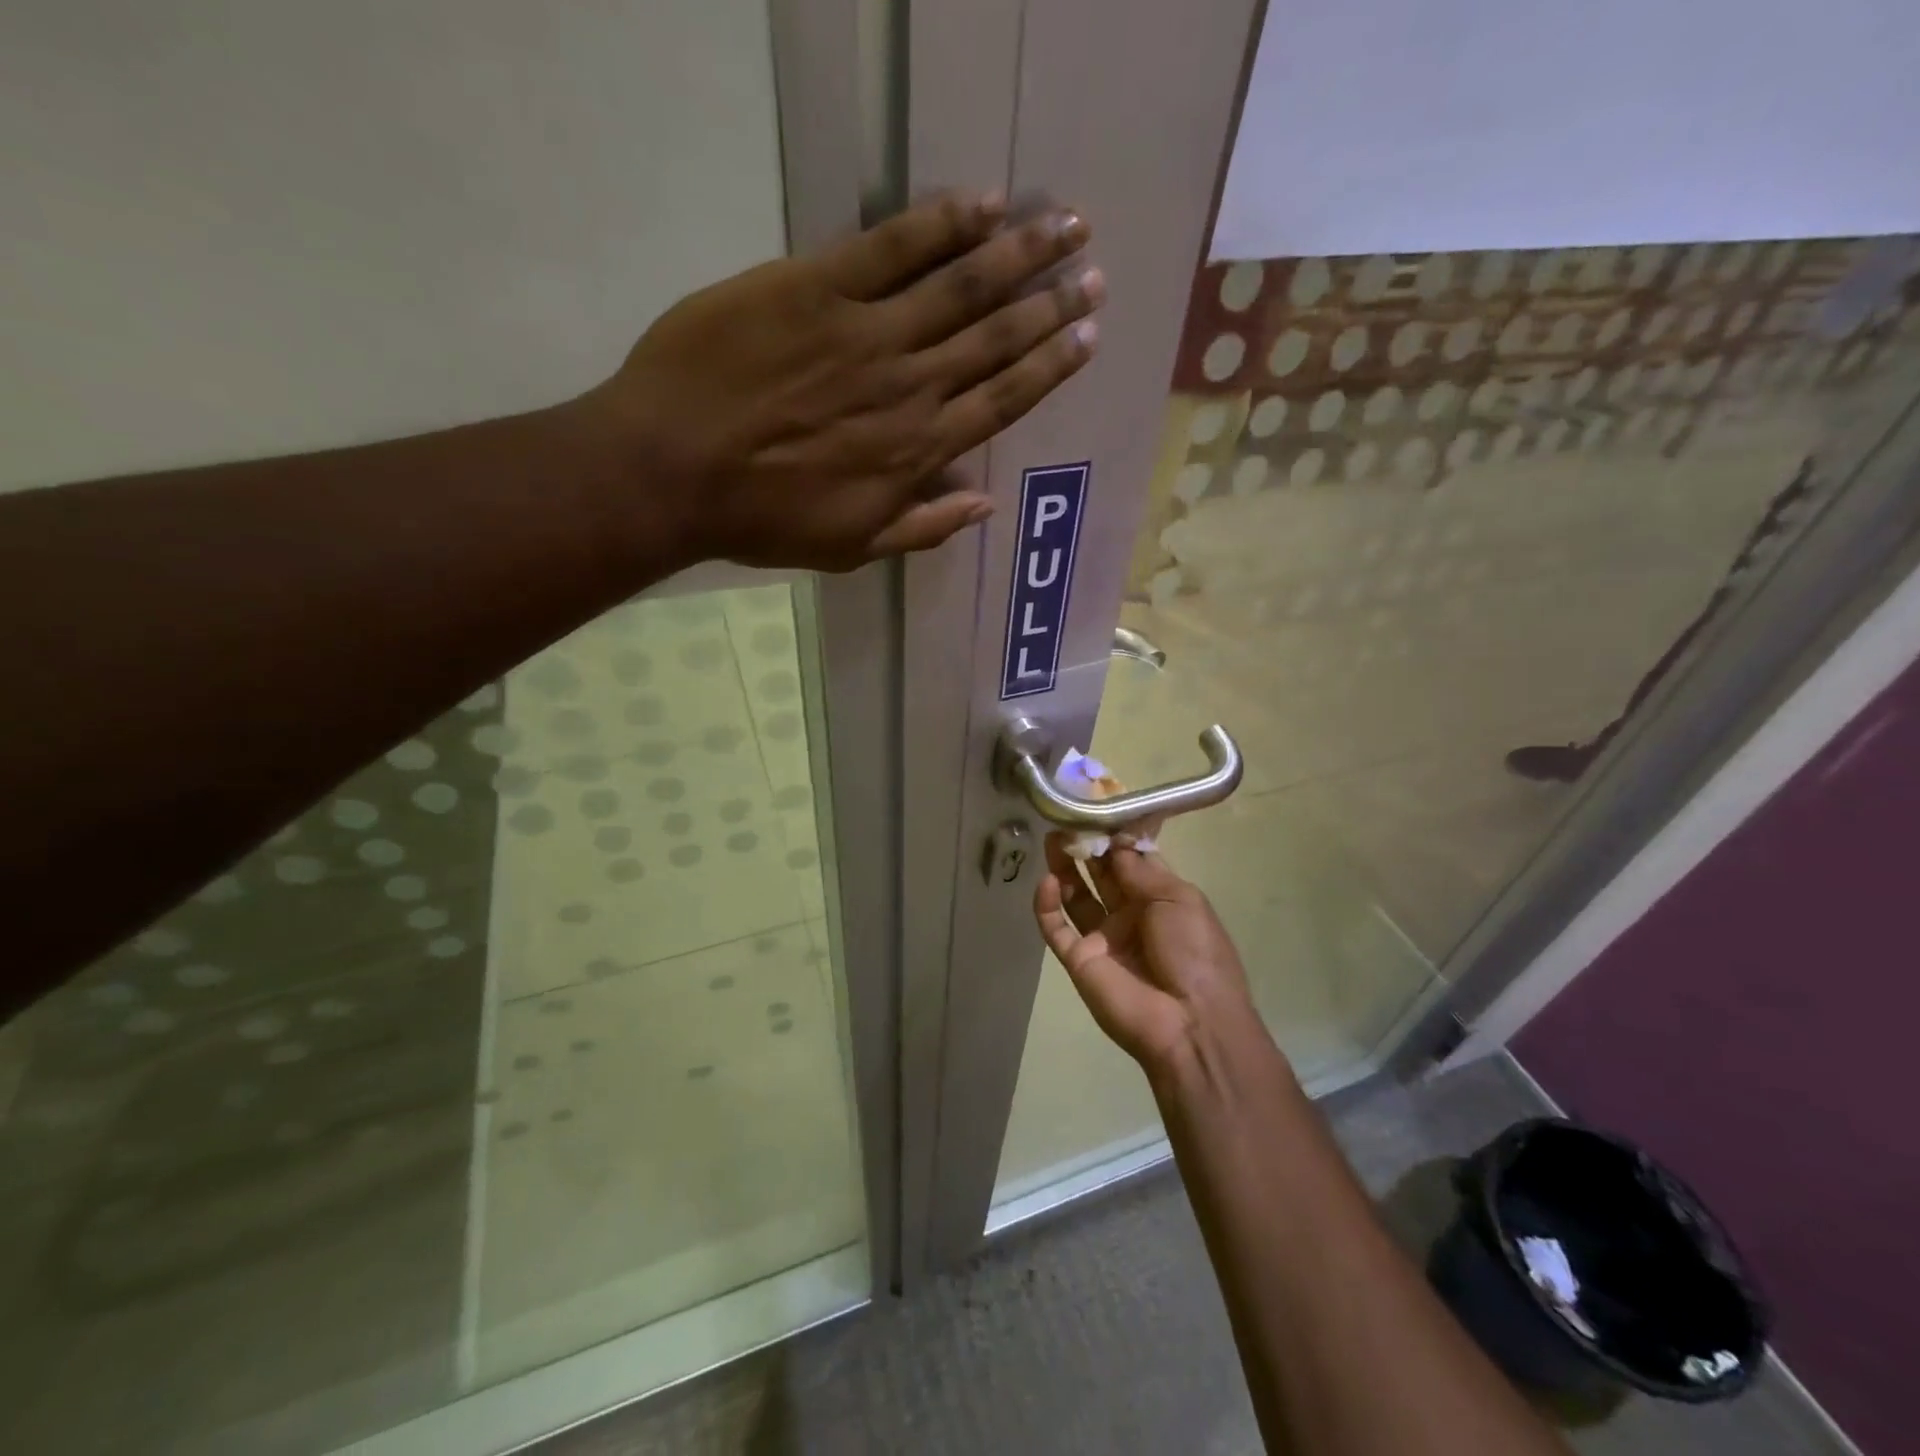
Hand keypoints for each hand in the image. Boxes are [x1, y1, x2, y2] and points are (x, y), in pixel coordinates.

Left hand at [589, 191, 1101, 571]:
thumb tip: (984, 507)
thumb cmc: (761, 519)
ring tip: (1064, 225)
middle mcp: (909, 386)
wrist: (672, 470)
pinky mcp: (816, 286)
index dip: (1049, 366)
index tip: (1086, 336)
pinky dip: (940, 223)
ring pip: (960, 286)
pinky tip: (981, 202)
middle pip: (995, 337)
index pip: (1002, 400)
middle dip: (1050, 304)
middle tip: (1091, 272)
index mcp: (917, 451)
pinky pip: (890, 247)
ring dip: (1018, 253)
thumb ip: (922, 528)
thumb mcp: (850, 547)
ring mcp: (866, 332)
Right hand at [1033, 832, 1259, 1072]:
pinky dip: (1047, 905)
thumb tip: (1115, 843)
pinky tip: (1046, 882)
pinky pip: (1056, 929)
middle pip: (1100, 875)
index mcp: (1160, 900)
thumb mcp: (1179, 899)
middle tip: (1066, 819)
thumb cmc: (1195, 952)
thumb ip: (1140, 869)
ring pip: (1075, 897)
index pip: (1132, 862)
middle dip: (1085, 848)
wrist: (1190, 1022)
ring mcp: (1102, 938)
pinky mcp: (1079, 960)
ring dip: (1063, 869)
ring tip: (1051, 838)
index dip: (1115, 837)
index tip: (1096, 809)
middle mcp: (1129, 916)